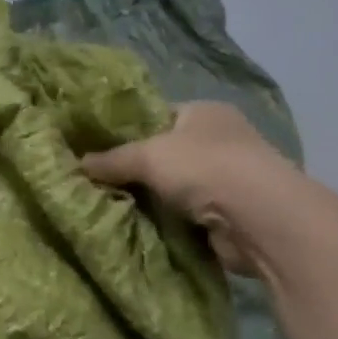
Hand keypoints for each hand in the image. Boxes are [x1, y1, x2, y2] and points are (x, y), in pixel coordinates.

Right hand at [82, 102, 308, 275]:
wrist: (260, 219)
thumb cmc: (204, 168)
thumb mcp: (146, 155)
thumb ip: (111, 159)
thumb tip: (77, 165)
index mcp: (204, 112)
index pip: (156, 117)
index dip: (126, 131)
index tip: (94, 149)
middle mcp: (219, 139)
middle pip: (163, 153)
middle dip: (133, 170)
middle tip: (95, 182)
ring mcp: (227, 177)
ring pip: (172, 186)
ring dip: (149, 198)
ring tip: (109, 206)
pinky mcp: (228, 213)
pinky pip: (184, 214)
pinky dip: (166, 221)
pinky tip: (138, 226)